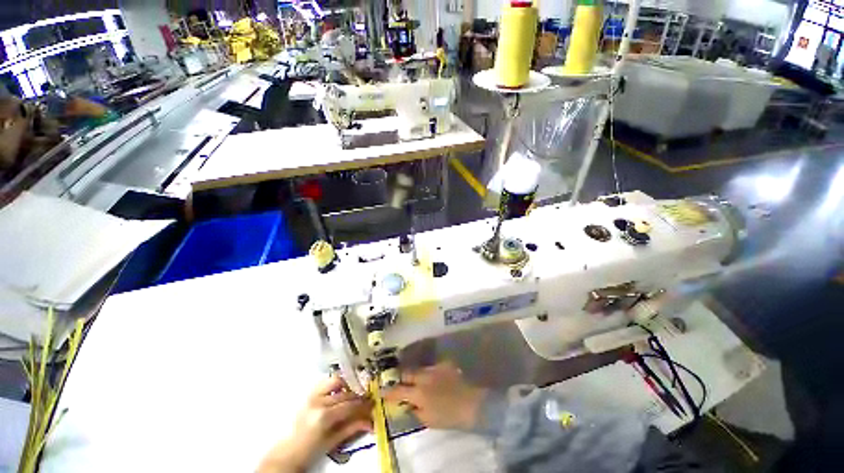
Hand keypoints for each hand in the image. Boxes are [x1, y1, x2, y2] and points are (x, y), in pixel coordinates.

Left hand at [258, 376, 372, 472]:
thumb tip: (371, 421)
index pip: (351, 405)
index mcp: (324, 417)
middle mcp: (318, 401)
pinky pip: (326, 381)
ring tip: (352, 395)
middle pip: (346, 393)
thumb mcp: (332, 442)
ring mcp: (311, 395)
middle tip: (367, 401)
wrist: (286, 452)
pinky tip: (340, 392)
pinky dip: (335, 384)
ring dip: (347, 386)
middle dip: (359, 396)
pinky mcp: (308, 393)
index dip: (364, 404)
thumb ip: (352, 428)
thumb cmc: (309, 451)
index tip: (373, 404)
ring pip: (337, 381)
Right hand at [383, 361, 486, 430]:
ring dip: (416, 374)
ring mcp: (434, 368)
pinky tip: (434, 377)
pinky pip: (432, 366)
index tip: (382, 390)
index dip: (389, 391)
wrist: (472, 404)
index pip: (398, 391)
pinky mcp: (444, 364)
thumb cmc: (450, 416)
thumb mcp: (429, 420)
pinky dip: (430, 372)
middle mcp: (423, 377)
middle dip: (401, 377)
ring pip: (419, 368)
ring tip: (418, 379)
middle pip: (407, 373)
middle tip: (401, 382)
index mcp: (418, 393)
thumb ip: (415, 411)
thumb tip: (407, 404)